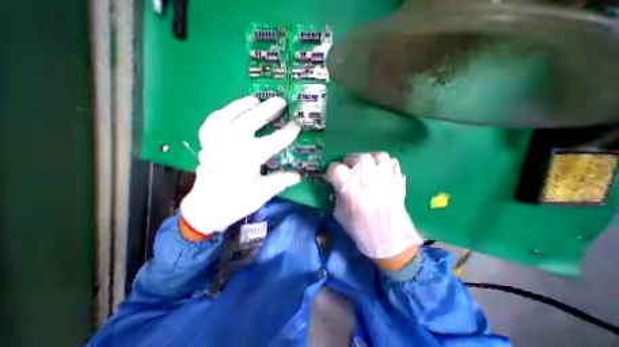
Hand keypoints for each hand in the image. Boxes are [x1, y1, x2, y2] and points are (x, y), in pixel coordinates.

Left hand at [179, 94, 301, 237]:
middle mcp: (230, 144)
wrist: (205, 208)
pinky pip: (212, 121)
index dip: (287, 133)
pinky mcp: (207, 143)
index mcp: (247, 158)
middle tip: (281, 101)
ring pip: (228, 115)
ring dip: (243, 105)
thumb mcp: (262, 193)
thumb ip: (281, 180)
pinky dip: (222, 113)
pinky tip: (231, 111)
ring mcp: (215, 141)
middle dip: (268, 109)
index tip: (298, 125)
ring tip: (255, 99)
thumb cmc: (236, 202)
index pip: (273, 141)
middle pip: (251, 120)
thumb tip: (300, 174)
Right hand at [325, 152, 419, 262]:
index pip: (335, 168)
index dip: (332, 171)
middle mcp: (366, 176)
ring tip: (366, 167)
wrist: (388, 239)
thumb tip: (337, 185)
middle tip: (350, 169)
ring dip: (369, 159)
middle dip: (350, 161)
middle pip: (357, 157)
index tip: (332, 176)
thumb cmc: (360, 228)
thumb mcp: (340, 212)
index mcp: (348, 185)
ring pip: (376, 156)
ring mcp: (384, 176)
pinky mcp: (397, 179)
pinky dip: (385, 164)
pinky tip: (381, 171)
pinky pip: (391, 162)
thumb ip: (337, 195)